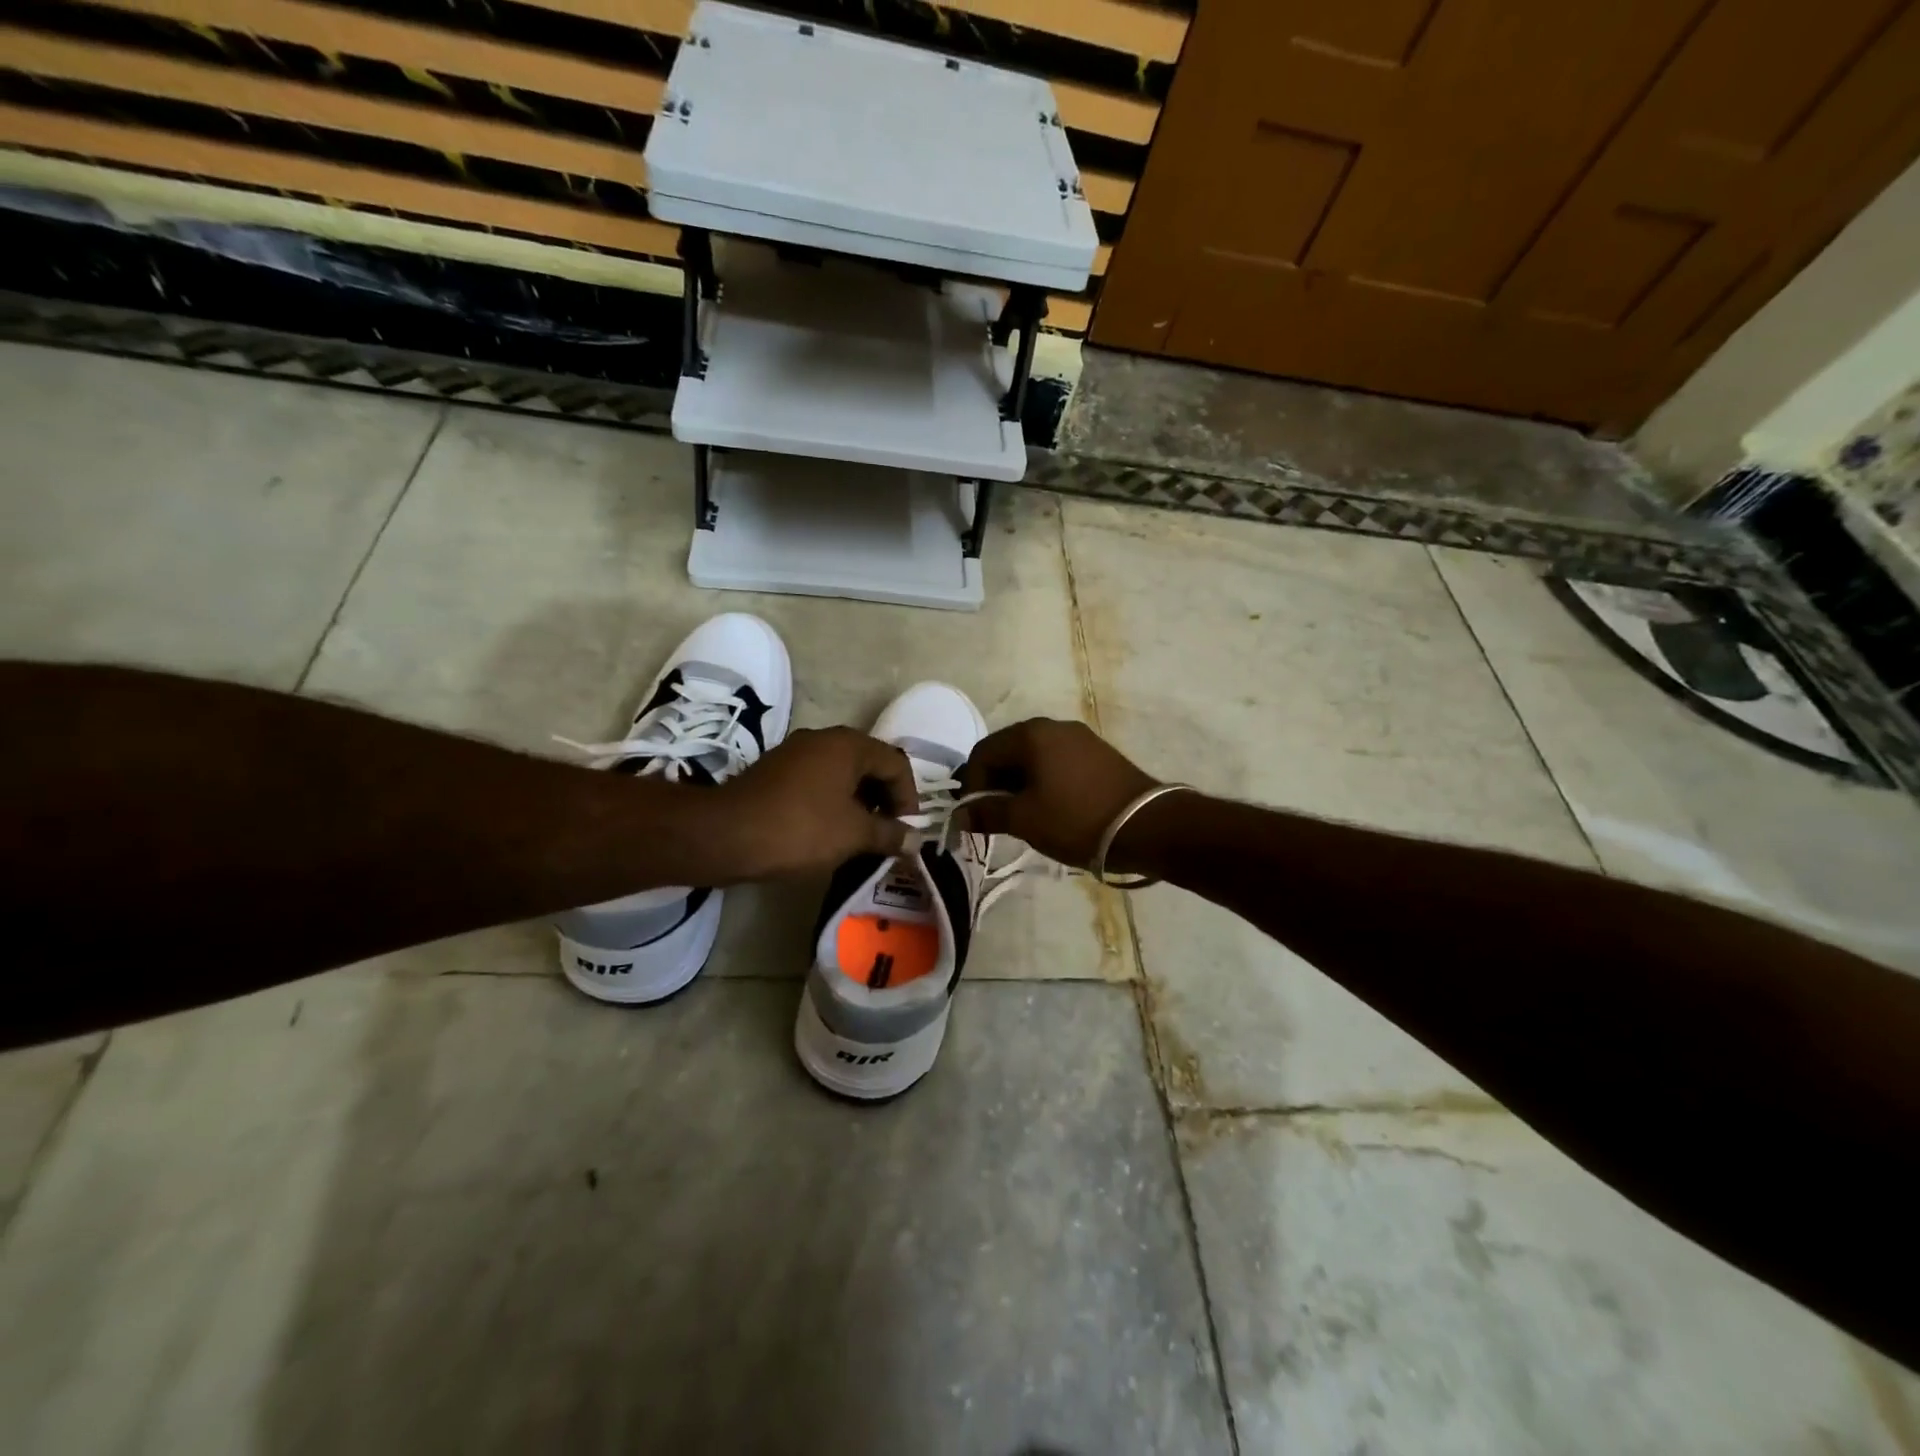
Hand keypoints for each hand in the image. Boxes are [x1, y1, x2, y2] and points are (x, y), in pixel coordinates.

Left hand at [705, 727, 917, 880]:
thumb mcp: (854, 834)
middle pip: (869, 764)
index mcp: (848, 745)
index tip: (905, 830)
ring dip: (858, 802)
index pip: (896, 763)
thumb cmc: (800, 829)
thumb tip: (916, 839)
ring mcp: (795, 752)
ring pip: (842, 773)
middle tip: (885, 832)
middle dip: (884, 798)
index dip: (908, 797)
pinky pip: (817, 781)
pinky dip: (831, 801)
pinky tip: (827, 831)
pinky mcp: (775, 770)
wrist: (725, 835)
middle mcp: (824, 739)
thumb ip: (890, 834)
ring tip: (859, 836)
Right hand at [958, 718, 1159, 869]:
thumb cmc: (1076, 819)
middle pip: (1007, 751)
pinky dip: (1043, 783)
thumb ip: (987, 813)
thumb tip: (959, 815)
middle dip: (995, 785)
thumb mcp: (1025, 819)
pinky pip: (1056, 763)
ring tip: (1022, 818)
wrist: (1147, 826)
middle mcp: (1053, 726)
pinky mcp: (1098, 754)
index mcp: (1030, 734)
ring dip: (1019, 785)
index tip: (975, 817)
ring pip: (1033, 758)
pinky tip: (1050, 809)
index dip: (972, 786)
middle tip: (995, 819)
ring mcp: (1079, 738)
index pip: (983, 753)